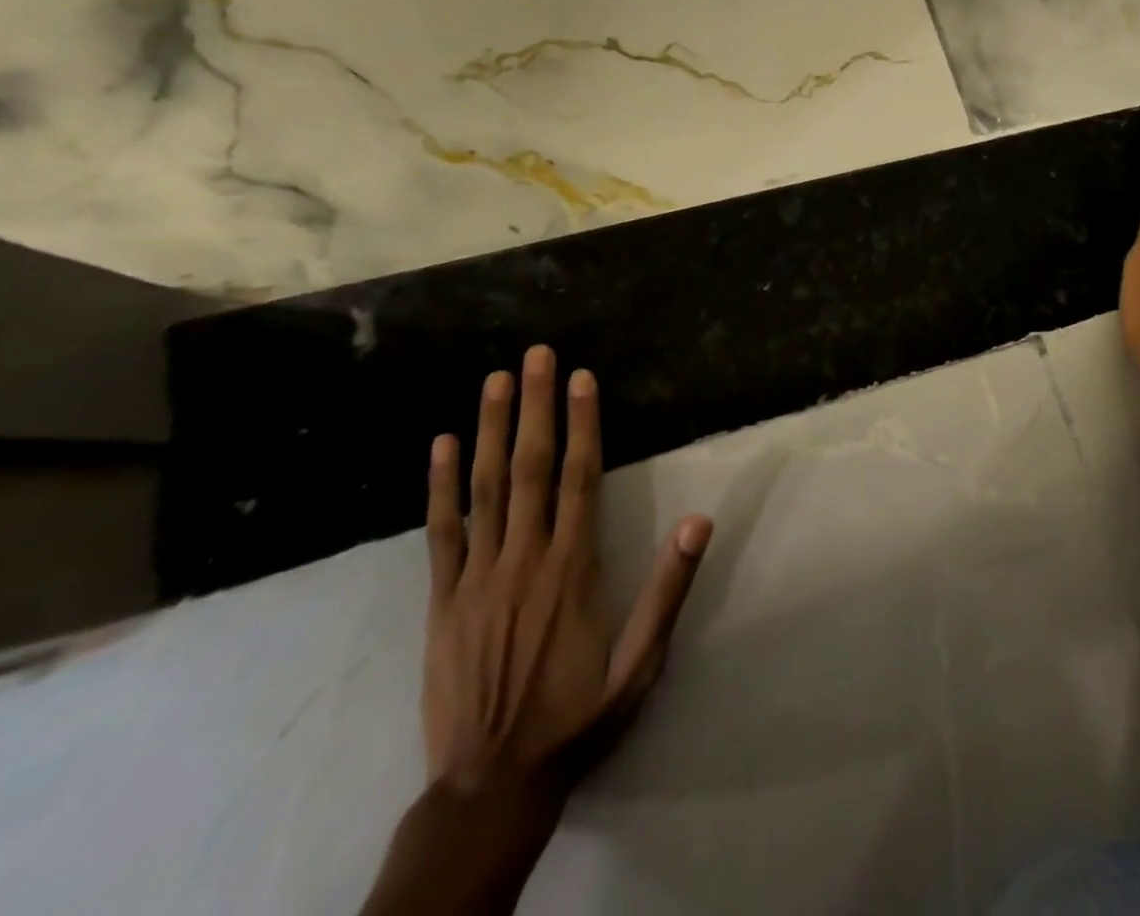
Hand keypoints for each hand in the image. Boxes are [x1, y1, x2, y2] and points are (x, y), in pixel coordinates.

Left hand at [423, 345, 711, 801]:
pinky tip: (441, 446)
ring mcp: (477, 577)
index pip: (580, 478)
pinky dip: (440, 486)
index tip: (580, 378)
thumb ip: (668, 589)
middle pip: (530, 468)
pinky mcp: (442, 600)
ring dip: (489, 430)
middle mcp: (524, 559)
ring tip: (494, 381)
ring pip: (484, 488)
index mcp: (572, 568)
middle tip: (534, 355)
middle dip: (535, 406)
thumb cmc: (578, 715)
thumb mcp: (640, 662)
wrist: (491, 784)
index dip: (582, 423)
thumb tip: (699, 522)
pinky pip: (441, 532)